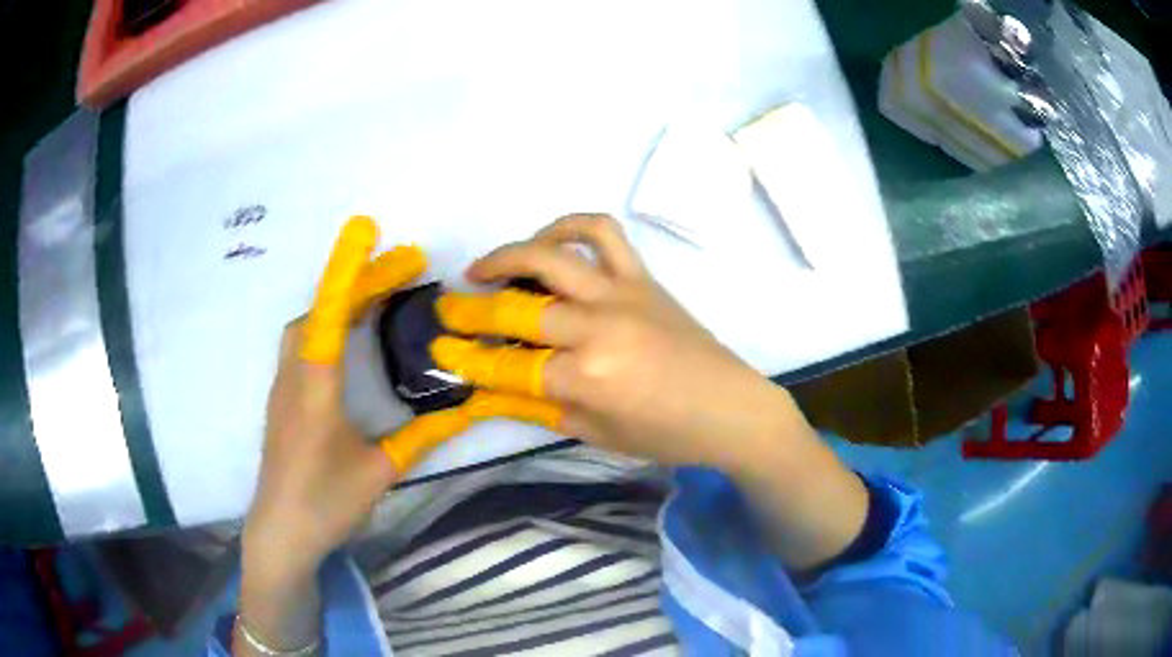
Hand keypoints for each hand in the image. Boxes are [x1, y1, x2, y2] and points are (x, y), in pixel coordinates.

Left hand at [243, 217, 426, 579]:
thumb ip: (420, 437)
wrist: (279, 532)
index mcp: (316, 388)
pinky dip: (330, 322)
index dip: (348, 269)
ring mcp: (284, 385)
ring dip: (343, 300)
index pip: (329, 315)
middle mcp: (295, 375)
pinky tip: (351, 335)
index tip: (368, 230)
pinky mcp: (284, 399)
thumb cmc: (325, 503)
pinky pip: (305, 343)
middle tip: (408, 263)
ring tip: (383, 293)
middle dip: (363, 280)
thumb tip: (465, 410)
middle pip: (322, 310)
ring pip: (310, 324)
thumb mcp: (379, 472)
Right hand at [431, 214, 801, 473]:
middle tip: (447, 310)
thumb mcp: (595, 434)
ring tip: (483, 269)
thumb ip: (538, 408)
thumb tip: (488, 391)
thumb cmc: (666, 434)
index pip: (508, 367)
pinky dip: (568, 225)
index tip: (440, 350)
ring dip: (507, 256)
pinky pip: (602, 232)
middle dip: (470, 309)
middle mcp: (598, 327)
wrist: (730, 407)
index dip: (467, 360)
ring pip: (550, 256)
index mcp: (588, 378)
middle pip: (517, 308)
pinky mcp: (642, 276)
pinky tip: (548, 243)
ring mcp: (621, 293)